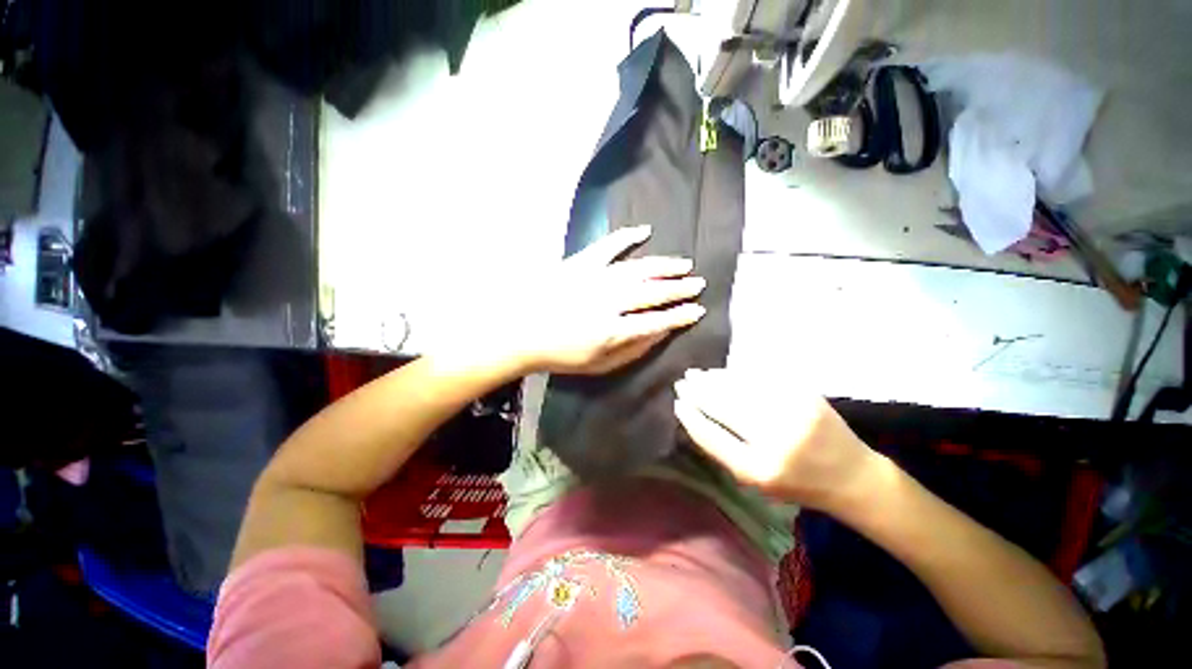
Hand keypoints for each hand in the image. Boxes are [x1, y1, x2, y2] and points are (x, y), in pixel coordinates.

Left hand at [510, 225, 705, 374]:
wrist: (522, 332)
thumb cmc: (562, 354)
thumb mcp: (599, 365)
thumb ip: (633, 350)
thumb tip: (660, 333)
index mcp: (611, 331)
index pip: (656, 321)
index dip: (680, 316)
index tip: (698, 310)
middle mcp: (608, 302)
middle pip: (652, 292)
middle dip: (678, 288)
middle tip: (698, 284)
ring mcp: (594, 278)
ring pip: (637, 268)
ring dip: (663, 265)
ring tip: (683, 264)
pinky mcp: (580, 263)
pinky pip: (608, 245)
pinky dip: (627, 236)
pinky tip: (645, 230)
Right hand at [674, 368, 876, 511]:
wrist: (851, 475)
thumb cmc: (797, 484)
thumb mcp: (755, 481)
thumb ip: (724, 450)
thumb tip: (694, 417)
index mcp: (759, 470)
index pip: (711, 436)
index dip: (690, 417)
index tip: (677, 404)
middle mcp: (776, 440)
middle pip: (723, 407)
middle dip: (697, 392)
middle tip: (681, 382)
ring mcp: (792, 412)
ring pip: (739, 388)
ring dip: (712, 379)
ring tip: (695, 374)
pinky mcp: (805, 394)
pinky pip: (759, 379)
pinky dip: (735, 375)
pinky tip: (722, 373)